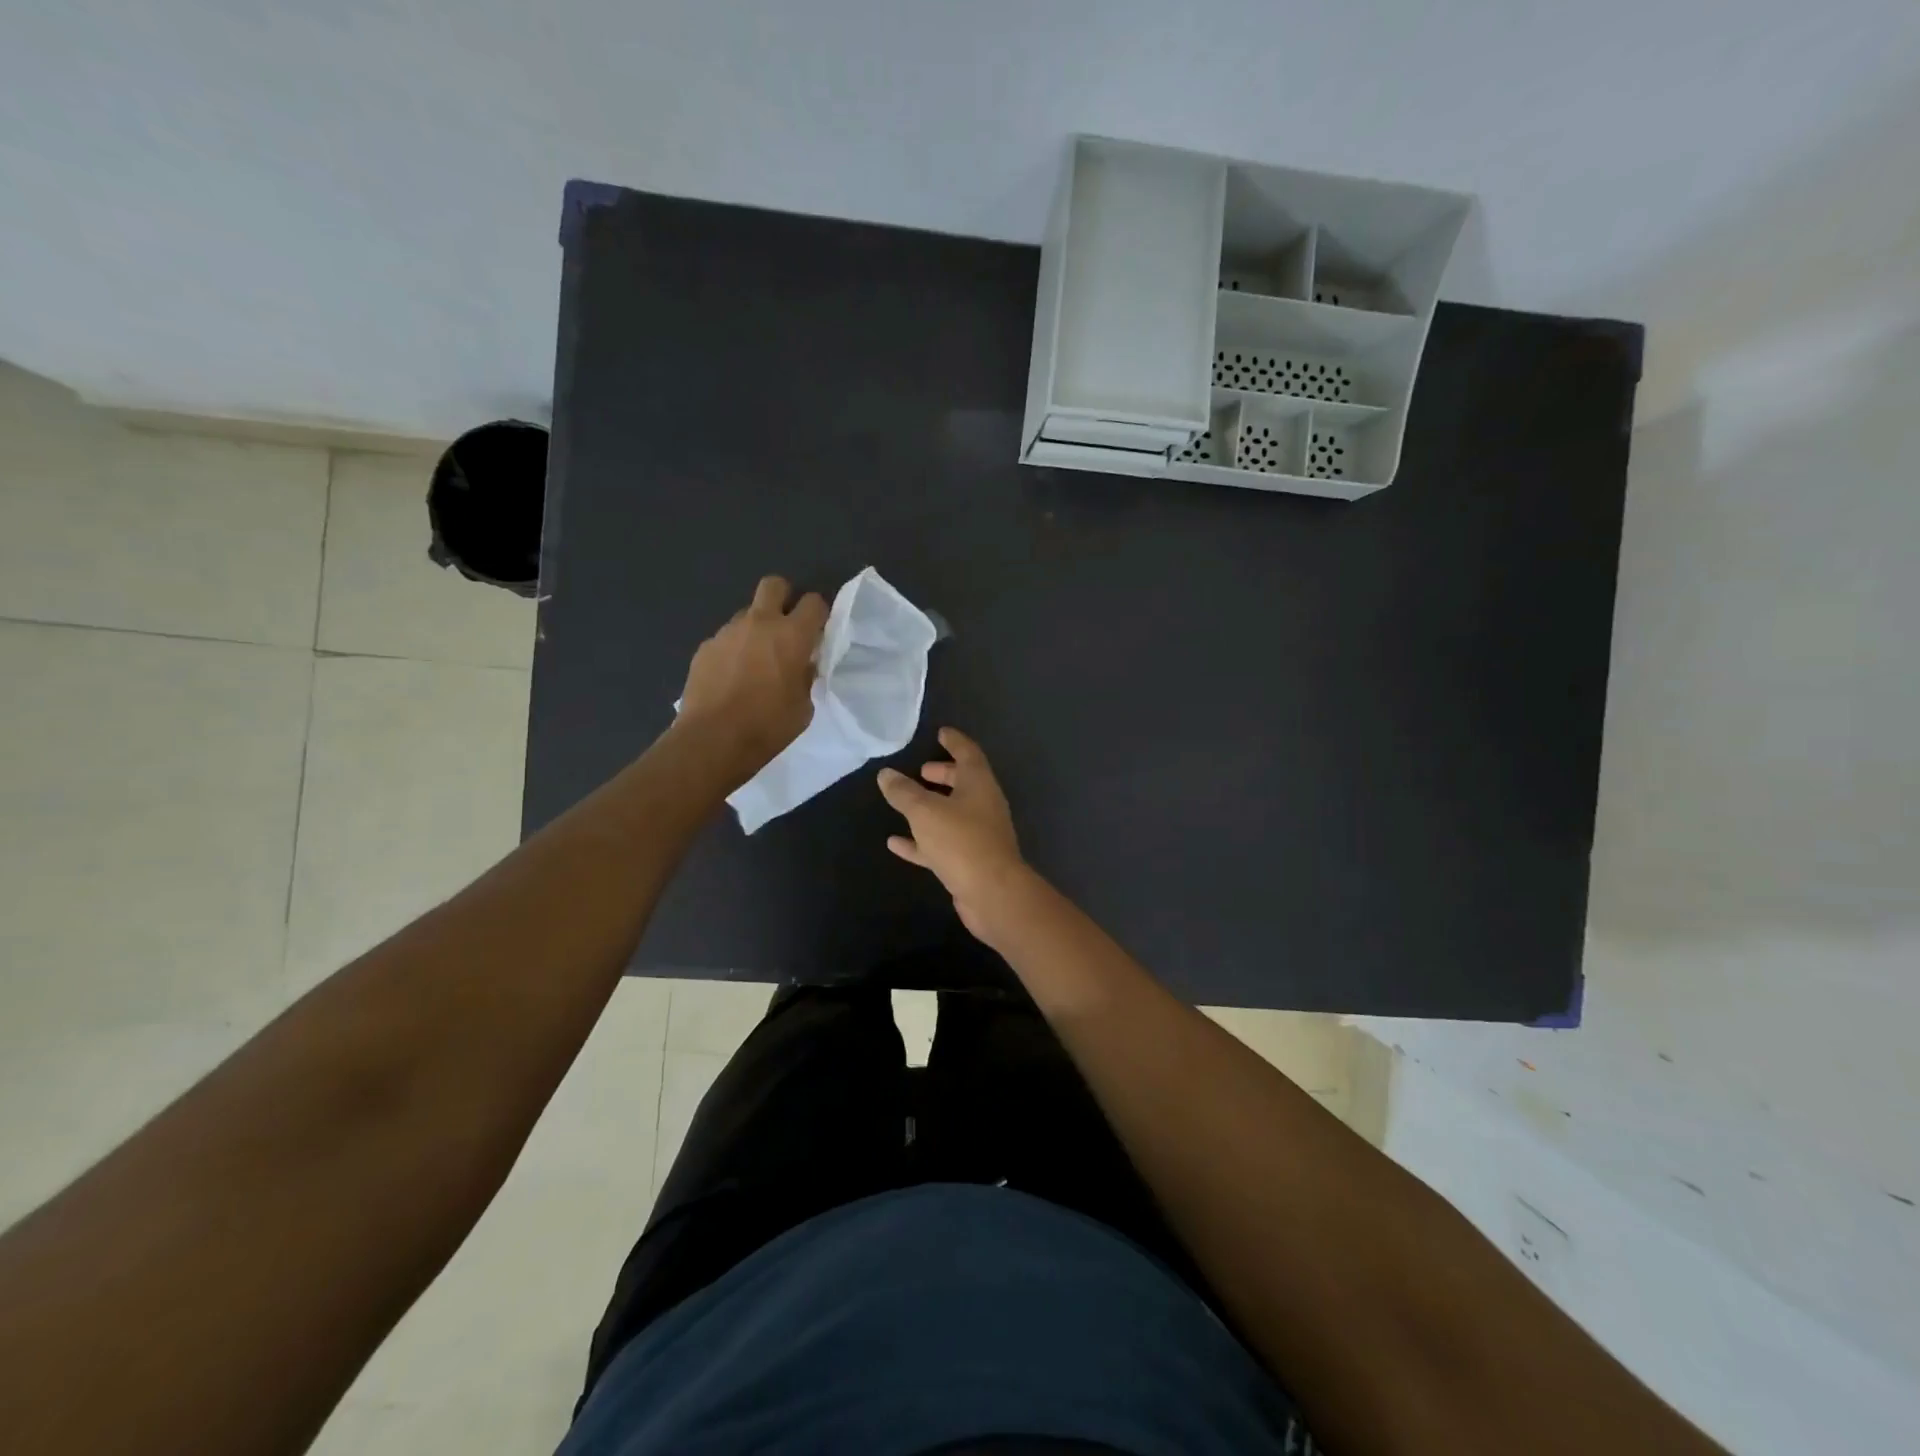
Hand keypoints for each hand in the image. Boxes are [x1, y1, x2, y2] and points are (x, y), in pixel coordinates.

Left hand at [679, 576, 828, 777]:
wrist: (713, 739)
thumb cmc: (768, 726)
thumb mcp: (803, 706)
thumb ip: (805, 676)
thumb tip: (802, 665)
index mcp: (791, 635)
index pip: (814, 602)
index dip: (819, 614)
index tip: (818, 632)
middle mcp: (759, 623)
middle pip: (774, 585)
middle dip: (784, 598)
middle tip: (786, 627)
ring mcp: (727, 632)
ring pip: (747, 614)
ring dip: (756, 629)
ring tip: (755, 661)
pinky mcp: (705, 648)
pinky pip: (726, 639)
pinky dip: (733, 650)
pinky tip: (732, 677)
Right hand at [877, 728, 1029, 942]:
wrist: (992, 893)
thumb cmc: (961, 841)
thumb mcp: (925, 812)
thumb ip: (904, 792)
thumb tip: (886, 774)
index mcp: (979, 784)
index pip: (968, 753)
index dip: (954, 741)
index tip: (941, 732)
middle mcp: (982, 805)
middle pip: (963, 783)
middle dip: (943, 774)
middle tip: (921, 770)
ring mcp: (978, 835)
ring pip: (952, 813)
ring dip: (931, 806)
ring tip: (906, 801)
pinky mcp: (969, 861)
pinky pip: (941, 843)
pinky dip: (920, 840)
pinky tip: (895, 843)